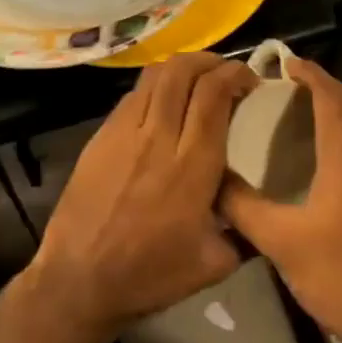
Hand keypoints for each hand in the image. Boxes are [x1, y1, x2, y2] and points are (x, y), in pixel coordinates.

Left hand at [29, 53, 256, 342]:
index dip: (235, 75)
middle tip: (225, 72)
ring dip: (182, 67)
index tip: (249, 80)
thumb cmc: (150, 276)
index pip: (214, 95)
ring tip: (196, 78)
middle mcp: (159, 137)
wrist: (79, 281)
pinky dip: (155, 86)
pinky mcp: (101, 136)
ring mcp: (125, 132)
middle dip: (210, 60)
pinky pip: (133, 95)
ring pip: (155, 75)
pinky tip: (163, 103)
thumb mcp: (214, 264)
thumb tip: (262, 208)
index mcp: (192, 165)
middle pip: (184, 72)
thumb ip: (245, 230)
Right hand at [219, 58, 341, 342]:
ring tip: (301, 118)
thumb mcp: (283, 244)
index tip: (284, 61)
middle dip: (320, 88)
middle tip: (285, 88)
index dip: (308, 73)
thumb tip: (209, 180)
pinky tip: (328, 163)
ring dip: (337, 112)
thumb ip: (244, 207)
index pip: (330, 95)